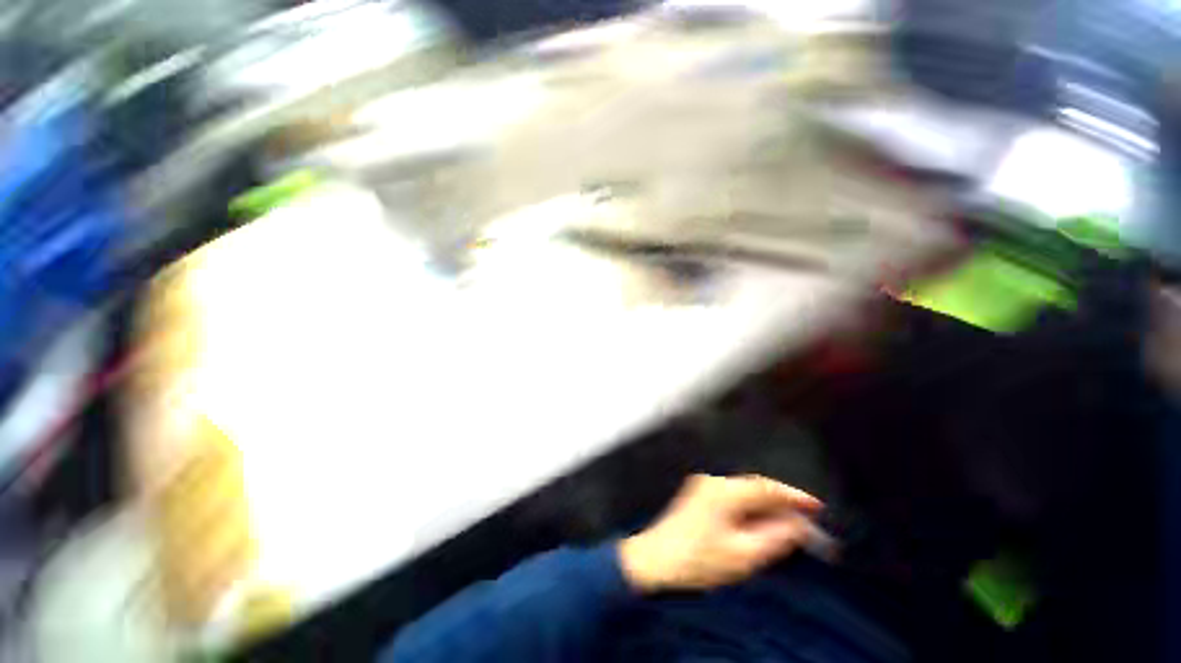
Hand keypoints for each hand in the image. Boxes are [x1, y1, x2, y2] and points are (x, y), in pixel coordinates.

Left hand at [618, 474, 822, 592]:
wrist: (654, 561)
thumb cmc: (698, 561)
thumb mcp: (743, 555)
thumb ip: (774, 537)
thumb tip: (797, 526)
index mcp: (724, 491)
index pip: (767, 487)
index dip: (794, 496)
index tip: (818, 508)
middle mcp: (713, 481)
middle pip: (755, 488)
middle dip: (782, 504)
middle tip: (807, 523)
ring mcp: (703, 486)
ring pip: (744, 493)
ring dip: (766, 507)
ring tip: (788, 526)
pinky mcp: (698, 495)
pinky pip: (732, 498)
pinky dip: (750, 509)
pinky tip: (759, 524)